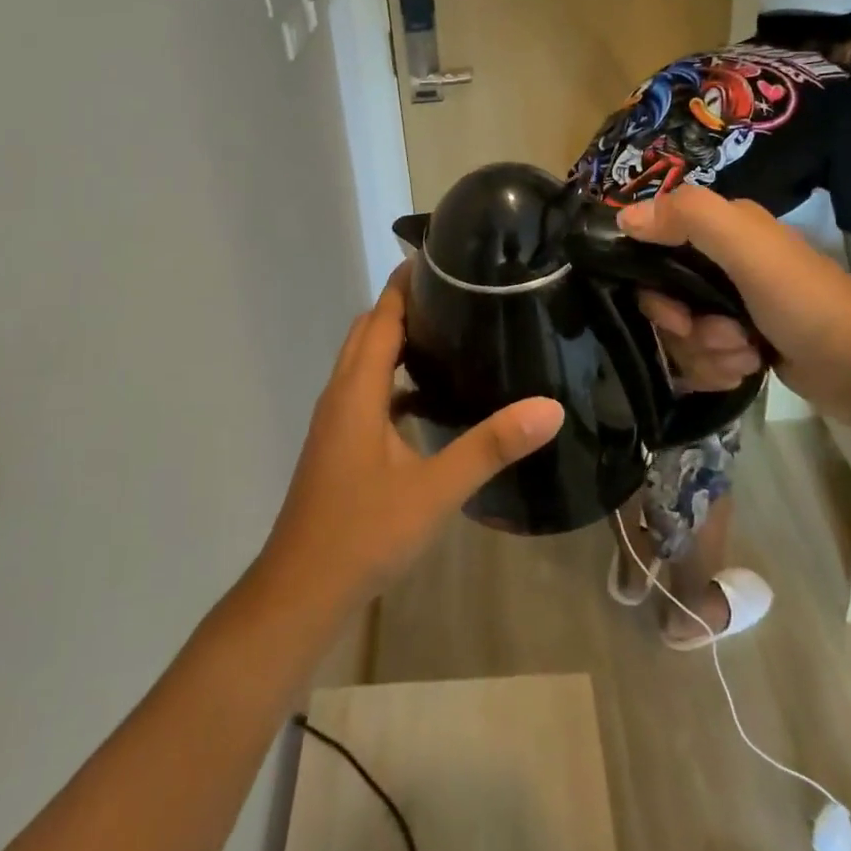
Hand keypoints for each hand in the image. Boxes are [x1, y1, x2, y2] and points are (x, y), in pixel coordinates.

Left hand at [260, 265, 562, 608]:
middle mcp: (341, 394)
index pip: (381, 316)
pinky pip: (368, 394)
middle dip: (405, 306)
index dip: (406, 284)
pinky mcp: (339, 445)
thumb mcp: (435, 489)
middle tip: (457, 294)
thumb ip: (490, 446)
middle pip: (369, 332)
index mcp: (357, 390)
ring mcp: (336, 422)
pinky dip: (395, 382)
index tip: (443, 259)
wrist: (301, 591)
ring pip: (366, 364)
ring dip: (399, 343)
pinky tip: (430, 403)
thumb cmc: (363, 533)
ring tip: (451, 337)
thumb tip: (548, 408)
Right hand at [618, 186, 850, 425]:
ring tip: (746, 355)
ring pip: (680, 334)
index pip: (652, 246)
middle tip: (722, 335)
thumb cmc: (807, 302)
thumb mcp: (749, 250)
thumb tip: (623, 217)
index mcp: (722, 229)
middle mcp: (721, 262)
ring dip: (706, 354)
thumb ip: (690, 218)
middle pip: (662, 298)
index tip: (673, 312)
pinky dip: (717, 369)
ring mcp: (730, 306)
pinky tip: (748, 369)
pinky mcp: (740, 343)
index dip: (651, 284)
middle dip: (685, 328)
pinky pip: (699, 358)